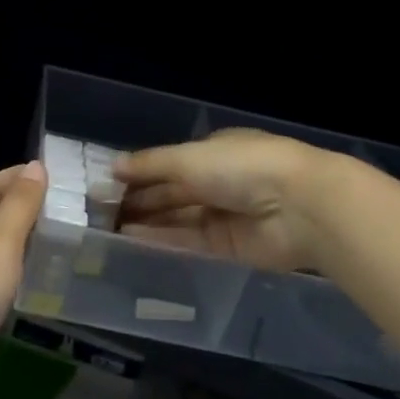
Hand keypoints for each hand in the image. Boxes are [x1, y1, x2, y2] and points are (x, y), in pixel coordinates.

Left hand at [0, 160, 46, 378]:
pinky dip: (6, 266)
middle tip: (52, 207)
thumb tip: (35, 165)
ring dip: (12, 236)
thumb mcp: (0, 244)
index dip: (13, 176)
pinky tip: (20, 279)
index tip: (44, 173)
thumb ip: (19, 207)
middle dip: (14, 205)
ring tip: (44, 240)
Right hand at [114, 129, 323, 271]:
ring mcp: (223, 214)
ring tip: (109, 230)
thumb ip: (150, 165)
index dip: (138, 173)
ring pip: (177, 218)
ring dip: (146, 222)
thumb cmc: (240, 167)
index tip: (107, 185)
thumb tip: (114, 166)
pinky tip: (134, 242)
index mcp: (211, 151)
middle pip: (170, 192)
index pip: (167, 163)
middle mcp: (217, 181)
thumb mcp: (188, 157)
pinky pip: (189, 242)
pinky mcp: (228, 247)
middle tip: (100, 213)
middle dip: (139, 200)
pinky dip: (163, 240)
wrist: (299, 206)